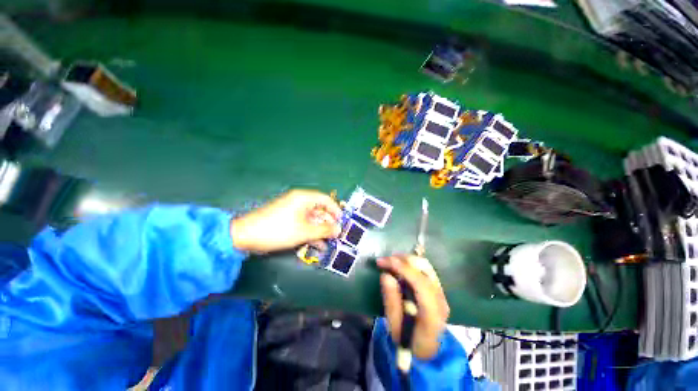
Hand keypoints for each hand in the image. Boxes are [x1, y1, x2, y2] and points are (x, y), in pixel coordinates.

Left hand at [231, 189, 341, 252]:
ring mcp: (293, 211)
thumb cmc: (278, 230)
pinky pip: (304, 224)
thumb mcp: (304, 231)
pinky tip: (317, 245)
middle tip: (336, 236)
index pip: (326, 199)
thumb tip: (339, 229)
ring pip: (312, 219)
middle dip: (328, 224)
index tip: (342, 222)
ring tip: (328, 244)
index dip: (336, 210)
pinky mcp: (287, 219)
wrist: (245, 236)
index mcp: (304, 198)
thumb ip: (324, 230)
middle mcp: (300, 201)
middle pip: (320, 210)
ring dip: (320, 231)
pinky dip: (310, 233)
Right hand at [377, 255, 449, 359]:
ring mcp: (441, 292)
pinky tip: (399, 265)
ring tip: (390, 261)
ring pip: (425, 265)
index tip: (384, 261)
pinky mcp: (438, 288)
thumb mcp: (394, 327)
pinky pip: (425, 268)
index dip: (402, 268)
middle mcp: (440, 299)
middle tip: (383, 260)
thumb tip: (385, 275)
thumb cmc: (408, 341)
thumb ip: (391, 301)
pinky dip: (411, 263)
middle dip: (402, 260)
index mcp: (432, 314)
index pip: (420, 284)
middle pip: (424, 270)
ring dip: (406, 259)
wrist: (428, 349)